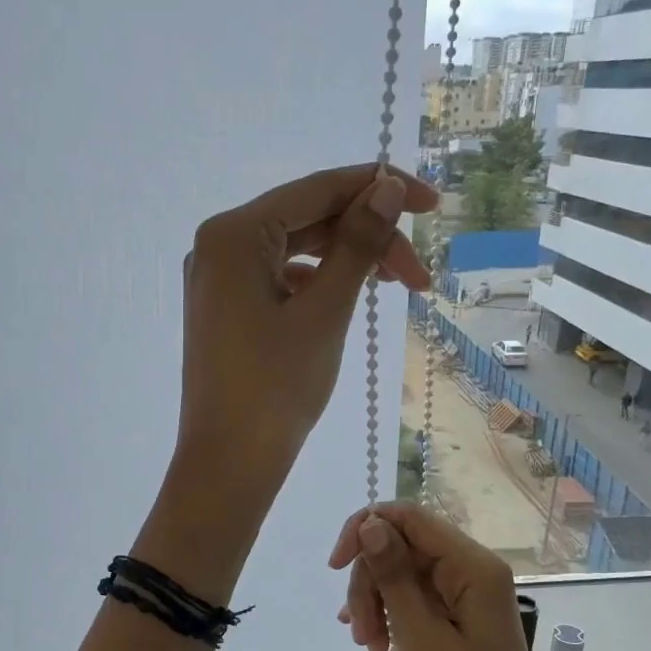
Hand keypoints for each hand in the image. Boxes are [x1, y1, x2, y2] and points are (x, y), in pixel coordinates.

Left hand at [175, 165, 437, 496]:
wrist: (229, 463)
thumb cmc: (277, 388)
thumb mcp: (326, 311)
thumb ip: (358, 243)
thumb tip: (385, 187)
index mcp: (233, 234)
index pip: (317, 190)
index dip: (379, 188)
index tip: (432, 205)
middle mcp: (218, 245)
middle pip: (307, 219)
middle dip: (368, 238)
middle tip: (419, 277)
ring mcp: (218, 279)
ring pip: (296, 250)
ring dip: (347, 261)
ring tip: (396, 288)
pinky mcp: (225, 308)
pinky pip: (279, 278)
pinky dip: (318, 283)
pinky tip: (348, 300)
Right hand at [328, 503, 559, 650]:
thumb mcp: (420, 634)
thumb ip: (393, 574)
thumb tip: (370, 522)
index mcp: (473, 565)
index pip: (410, 517)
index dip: (365, 529)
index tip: (335, 565)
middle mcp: (471, 568)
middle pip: (401, 547)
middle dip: (371, 582)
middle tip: (360, 631)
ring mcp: (464, 592)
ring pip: (401, 573)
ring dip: (376, 603)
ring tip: (367, 645)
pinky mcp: (457, 615)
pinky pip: (413, 597)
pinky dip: (389, 615)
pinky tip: (373, 641)